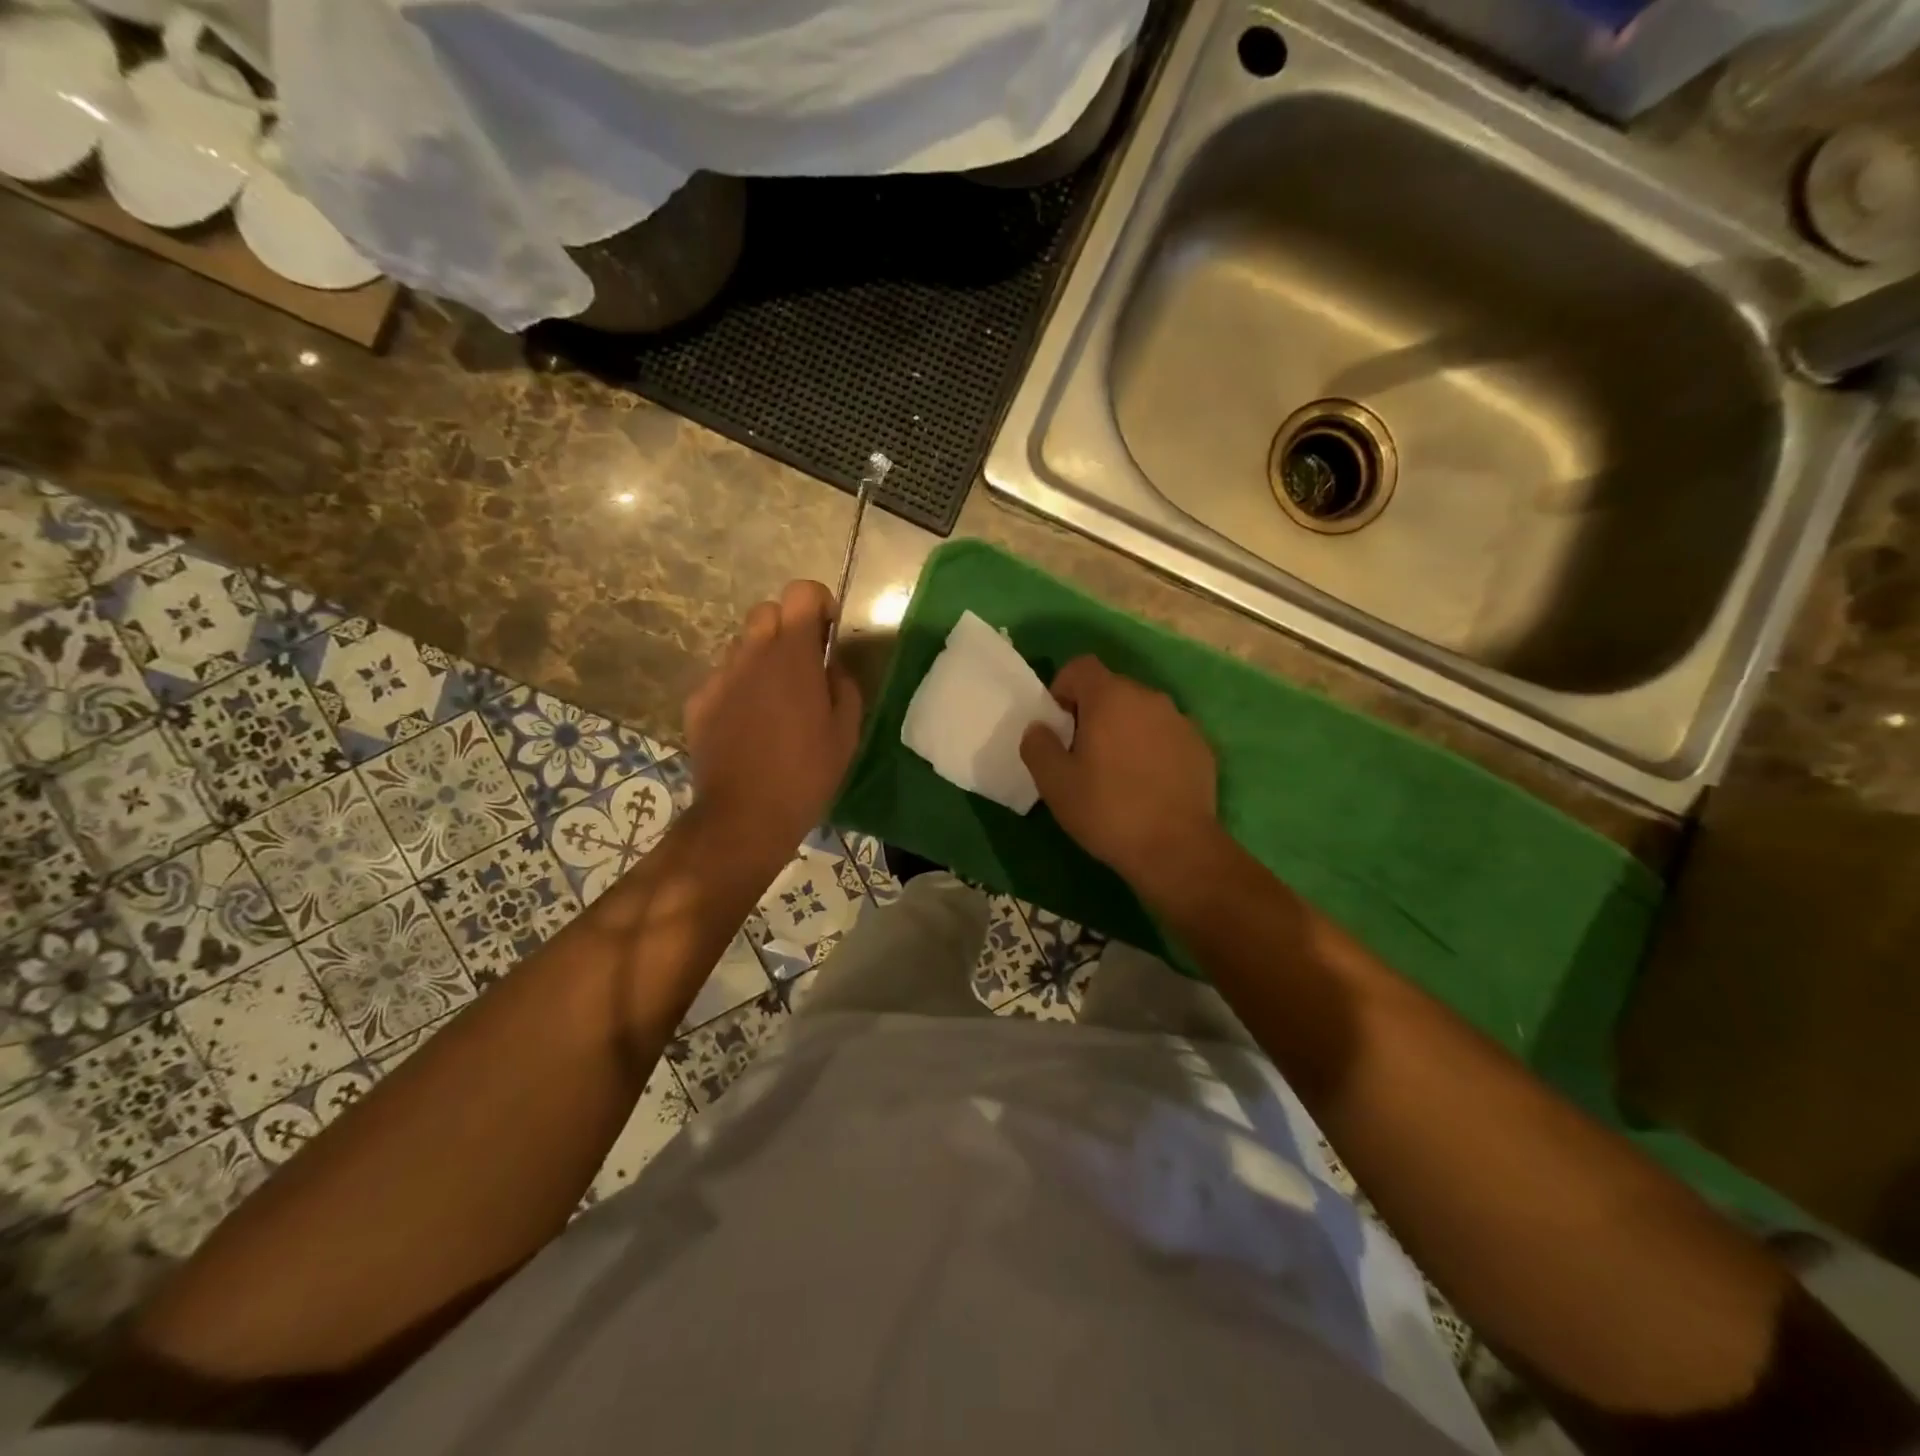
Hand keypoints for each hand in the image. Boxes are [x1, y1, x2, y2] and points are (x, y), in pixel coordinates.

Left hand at [684, 580, 863, 860]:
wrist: (744, 816)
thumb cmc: (806, 774)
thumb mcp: (846, 732)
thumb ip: (843, 686)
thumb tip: (831, 666)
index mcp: (793, 655)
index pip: (801, 592)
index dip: (819, 604)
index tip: (827, 635)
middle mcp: (752, 654)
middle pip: (767, 611)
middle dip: (788, 628)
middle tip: (803, 667)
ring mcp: (720, 677)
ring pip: (742, 645)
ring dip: (762, 659)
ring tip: (775, 701)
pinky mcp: (699, 702)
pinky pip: (723, 679)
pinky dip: (739, 689)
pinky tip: (748, 726)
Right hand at [1019, 655, 1222, 903]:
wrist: (1176, 849)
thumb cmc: (1107, 810)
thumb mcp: (1054, 783)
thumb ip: (1038, 746)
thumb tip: (1039, 728)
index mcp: (1110, 697)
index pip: (1081, 667)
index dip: (1063, 688)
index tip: (1058, 725)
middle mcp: (1149, 698)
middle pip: (1112, 689)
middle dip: (1093, 712)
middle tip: (1081, 753)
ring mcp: (1181, 721)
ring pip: (1141, 713)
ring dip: (1124, 730)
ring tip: (1116, 772)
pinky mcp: (1201, 748)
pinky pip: (1166, 735)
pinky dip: (1152, 749)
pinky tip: (1146, 785)